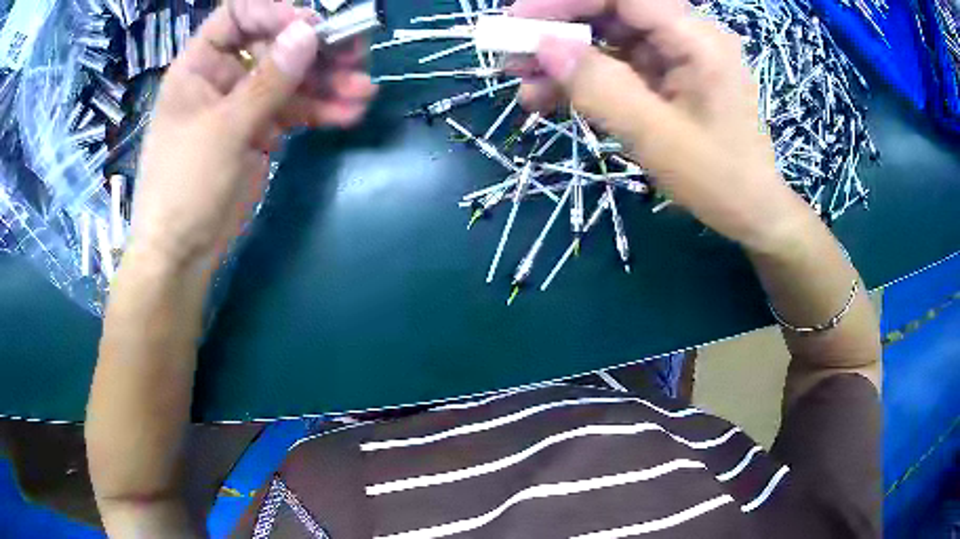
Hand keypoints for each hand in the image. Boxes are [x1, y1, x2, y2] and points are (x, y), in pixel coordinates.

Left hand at [129, 0, 376, 270]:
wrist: (184, 252)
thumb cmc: (185, 185)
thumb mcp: (224, 130)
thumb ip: (267, 81)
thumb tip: (309, 32)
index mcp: (201, 66)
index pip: (238, 16)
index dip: (274, 13)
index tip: (310, 27)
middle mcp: (224, 76)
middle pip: (275, 44)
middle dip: (315, 50)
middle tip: (355, 54)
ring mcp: (245, 104)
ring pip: (292, 78)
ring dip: (328, 82)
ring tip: (363, 90)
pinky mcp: (262, 130)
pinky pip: (296, 110)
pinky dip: (322, 110)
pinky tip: (348, 113)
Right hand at [511, 0, 809, 251]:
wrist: (752, 213)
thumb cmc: (720, 181)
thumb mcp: (659, 139)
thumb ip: (602, 88)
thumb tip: (544, 47)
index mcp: (697, 41)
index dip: (567, 0)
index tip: (520, 20)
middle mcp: (686, 37)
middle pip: (611, 11)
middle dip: (558, 29)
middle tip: (512, 55)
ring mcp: (675, 56)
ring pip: (608, 37)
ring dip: (563, 57)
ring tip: (523, 84)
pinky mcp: (665, 77)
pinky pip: (616, 65)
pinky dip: (582, 78)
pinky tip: (548, 97)